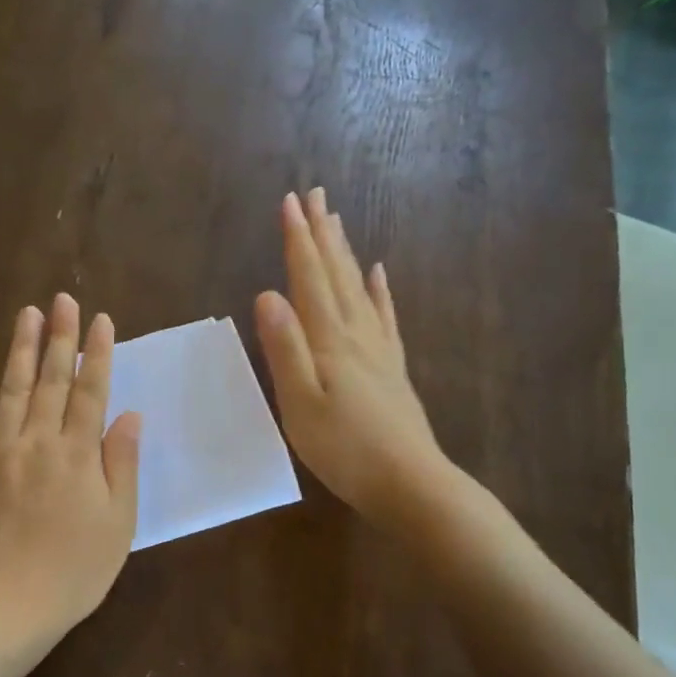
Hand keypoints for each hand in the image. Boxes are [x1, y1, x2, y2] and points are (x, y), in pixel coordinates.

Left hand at [0, 293, 140, 643]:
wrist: (4, 606)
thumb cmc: (73, 571)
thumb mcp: (117, 524)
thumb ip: (121, 464)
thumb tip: (128, 414)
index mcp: (77, 454)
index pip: (91, 391)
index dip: (97, 354)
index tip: (101, 320)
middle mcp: (38, 441)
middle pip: (52, 380)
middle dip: (60, 337)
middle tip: (63, 299)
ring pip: (11, 389)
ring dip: (21, 348)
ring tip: (28, 313)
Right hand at [254, 188, 449, 530]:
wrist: (409, 482)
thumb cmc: (345, 449)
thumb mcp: (300, 403)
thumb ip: (284, 349)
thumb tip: (266, 294)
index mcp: (329, 340)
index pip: (309, 279)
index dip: (297, 239)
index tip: (289, 201)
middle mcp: (355, 333)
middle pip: (336, 273)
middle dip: (321, 232)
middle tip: (313, 194)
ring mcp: (378, 348)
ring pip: (359, 287)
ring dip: (345, 252)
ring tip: (337, 220)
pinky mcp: (392, 366)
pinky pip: (384, 316)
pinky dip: (379, 290)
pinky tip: (379, 274)